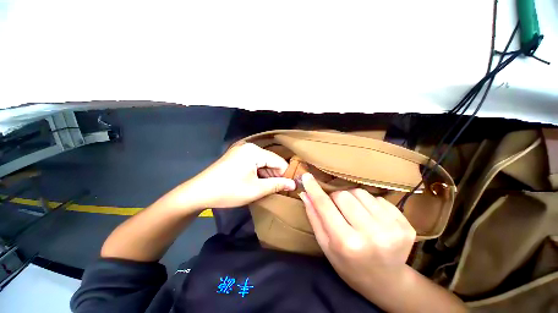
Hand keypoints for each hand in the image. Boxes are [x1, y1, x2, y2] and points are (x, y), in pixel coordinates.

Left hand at [165, 143, 295, 210]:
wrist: (199, 192)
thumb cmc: (229, 191)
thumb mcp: (256, 190)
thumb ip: (277, 185)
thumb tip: (294, 184)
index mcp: (254, 152)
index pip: (279, 161)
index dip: (285, 175)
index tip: (288, 188)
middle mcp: (249, 147)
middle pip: (271, 161)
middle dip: (275, 175)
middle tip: (278, 190)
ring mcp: (242, 151)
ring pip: (263, 162)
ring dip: (267, 175)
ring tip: (268, 189)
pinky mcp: (237, 156)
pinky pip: (254, 163)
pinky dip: (259, 173)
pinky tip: (258, 183)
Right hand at [299, 173, 415, 292]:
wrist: (386, 282)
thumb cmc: (348, 265)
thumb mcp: (325, 245)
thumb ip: (314, 217)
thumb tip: (305, 193)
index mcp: (347, 243)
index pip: (325, 206)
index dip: (314, 189)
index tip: (306, 176)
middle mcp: (371, 235)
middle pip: (343, 195)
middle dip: (336, 198)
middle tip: (337, 209)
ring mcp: (392, 229)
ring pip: (360, 193)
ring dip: (352, 199)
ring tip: (355, 214)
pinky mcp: (405, 224)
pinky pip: (378, 198)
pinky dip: (369, 204)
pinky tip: (370, 218)